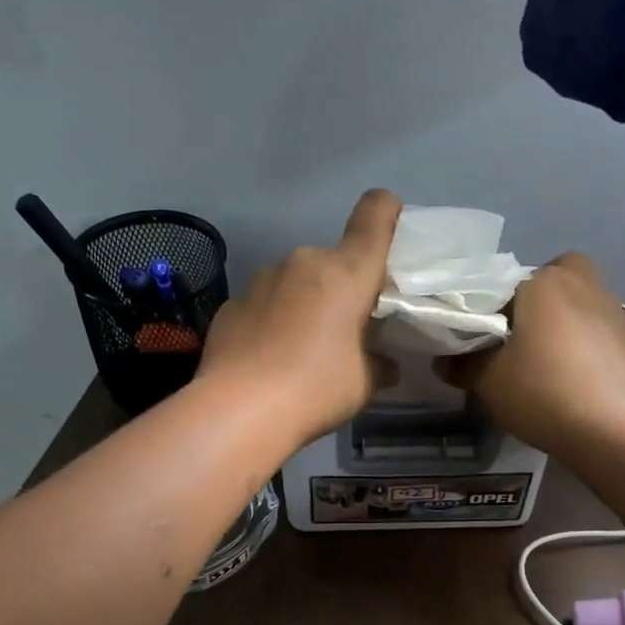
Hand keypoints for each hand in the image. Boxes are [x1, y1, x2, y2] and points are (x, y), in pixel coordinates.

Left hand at [198, 189, 400, 447]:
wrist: (239, 411)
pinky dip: (272, 321)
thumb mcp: (364, 384)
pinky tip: (267, 359)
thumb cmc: (316, 389)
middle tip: (345, 329)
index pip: (375, 214)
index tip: (392, 233)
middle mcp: (303, 262)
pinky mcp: (232, 304)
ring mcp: (261, 279)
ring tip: (301, 349)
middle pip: (334, 260)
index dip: (388, 213)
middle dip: (342, 287)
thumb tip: (385, 364)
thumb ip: (380, 364)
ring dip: (305, 303)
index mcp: (346, 272)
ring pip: (296, 281)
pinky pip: (264, 304)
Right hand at [437, 251, 624, 455]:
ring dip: (567, 330)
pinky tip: (580, 388)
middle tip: (522, 344)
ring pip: (583, 310)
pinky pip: (604, 340)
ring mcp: (619, 313)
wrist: (615, 429)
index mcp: (545, 281)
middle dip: (540, 305)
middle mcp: (586, 284)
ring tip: (551, 373)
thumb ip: (462, 365)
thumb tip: (445, 361)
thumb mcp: (487, 382)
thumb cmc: (542, 391)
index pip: (508, 284)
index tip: (487, 341)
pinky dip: (591, 355)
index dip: (494, 311)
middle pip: (555, 284)